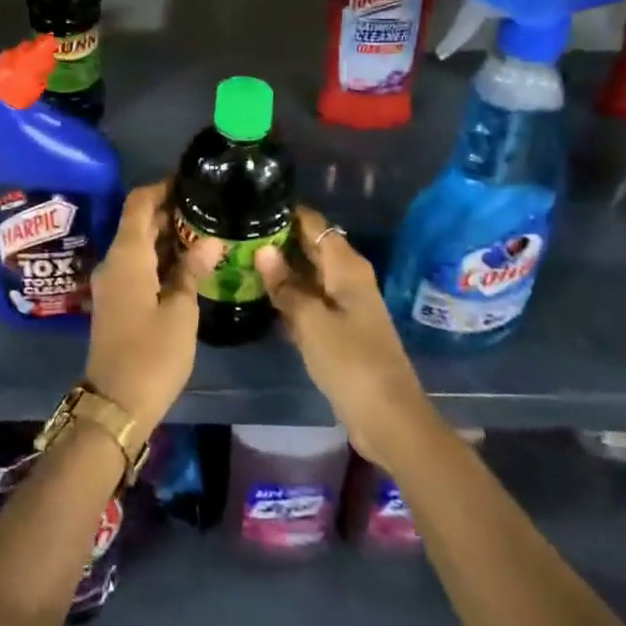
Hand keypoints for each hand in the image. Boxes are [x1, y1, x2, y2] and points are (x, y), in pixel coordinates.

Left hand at [84, 183, 218, 442]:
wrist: (116, 404)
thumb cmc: (152, 354)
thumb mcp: (180, 311)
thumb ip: (192, 270)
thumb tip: (210, 240)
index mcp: (127, 255)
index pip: (139, 203)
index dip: (161, 187)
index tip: (189, 181)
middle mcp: (114, 261)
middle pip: (138, 222)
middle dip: (169, 211)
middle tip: (206, 207)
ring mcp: (112, 282)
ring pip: (138, 244)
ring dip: (166, 235)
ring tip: (204, 231)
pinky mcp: (116, 300)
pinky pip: (137, 264)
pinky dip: (159, 257)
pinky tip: (188, 263)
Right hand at [256, 208, 433, 468]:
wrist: (388, 417)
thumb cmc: (350, 361)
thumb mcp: (311, 321)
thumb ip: (285, 285)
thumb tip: (262, 250)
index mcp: (346, 265)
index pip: (313, 223)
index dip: (285, 214)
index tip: (250, 208)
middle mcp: (347, 277)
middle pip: (310, 246)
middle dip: (277, 240)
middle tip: (236, 234)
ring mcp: (344, 303)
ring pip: (307, 274)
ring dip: (280, 269)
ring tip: (239, 259)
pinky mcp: (339, 328)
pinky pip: (309, 299)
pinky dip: (288, 295)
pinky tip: (259, 295)